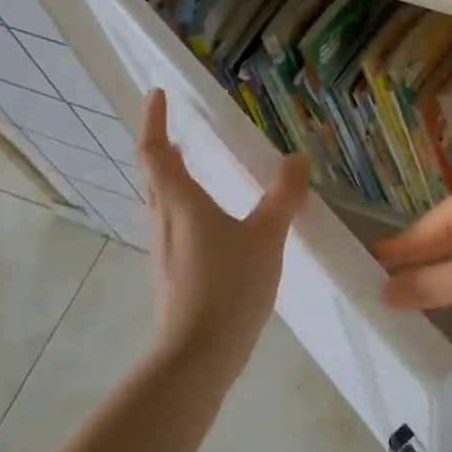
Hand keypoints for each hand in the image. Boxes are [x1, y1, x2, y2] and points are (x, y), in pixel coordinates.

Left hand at [137, 89, 309, 360]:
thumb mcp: (266, 236)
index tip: (158, 95)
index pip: (155, 151)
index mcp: (180, 203)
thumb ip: (283, 197)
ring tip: (196, 171)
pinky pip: (174, 227)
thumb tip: (297, 158)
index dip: (154, 121)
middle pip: (154, 176)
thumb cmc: (228, 286)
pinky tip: (213, 226)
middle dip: (163, 149)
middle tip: (180, 133)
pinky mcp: (171, 275)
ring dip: (172, 180)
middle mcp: (164, 221)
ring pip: (162, 203)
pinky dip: (185, 210)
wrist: (196, 357)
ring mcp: (164, 251)